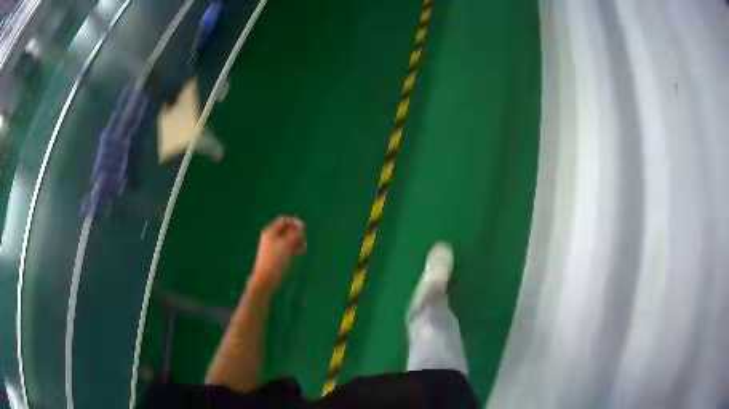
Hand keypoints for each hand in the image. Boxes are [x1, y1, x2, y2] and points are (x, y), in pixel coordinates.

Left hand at [248, 216, 306, 294]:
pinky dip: (295, 247)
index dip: (294, 222)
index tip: (304, 228)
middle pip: (287, 229)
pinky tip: (300, 252)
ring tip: (303, 247)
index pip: (284, 220)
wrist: (266, 278)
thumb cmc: (275, 260)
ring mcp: (275, 246)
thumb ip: (294, 234)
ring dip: (297, 241)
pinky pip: (288, 247)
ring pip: (289, 239)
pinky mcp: (278, 255)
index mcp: (271, 232)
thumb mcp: (286, 244)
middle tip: (303, 240)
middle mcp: (272, 237)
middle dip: (297, 233)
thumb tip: (301, 227)